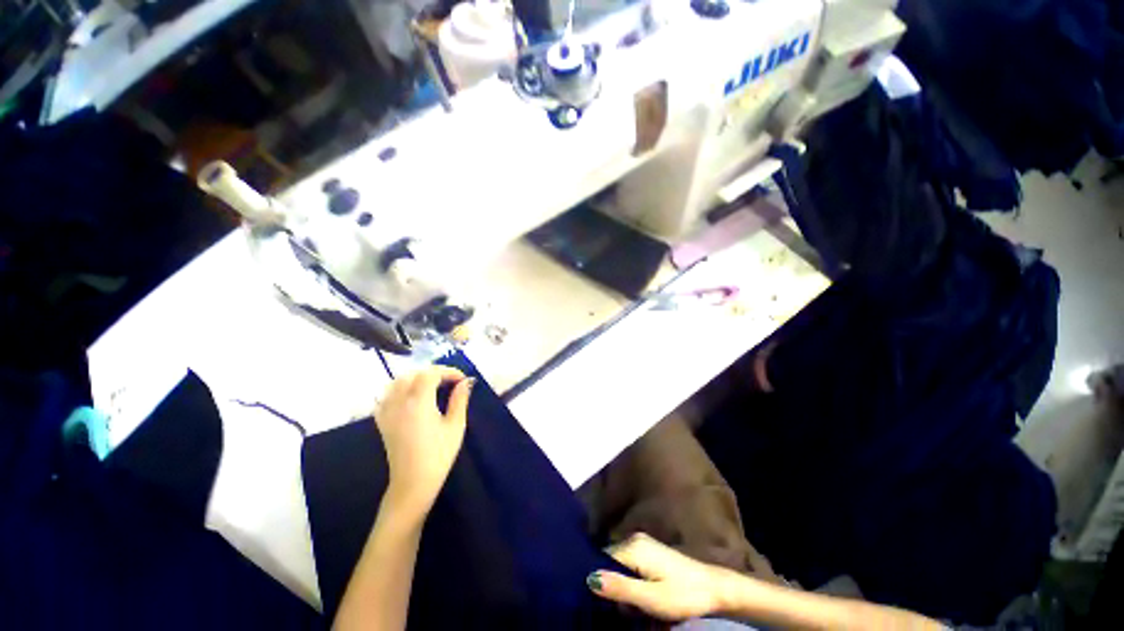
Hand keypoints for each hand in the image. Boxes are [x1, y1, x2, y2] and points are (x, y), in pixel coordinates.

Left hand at [374, 366, 474, 520]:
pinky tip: (411, 395)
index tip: (462, 379)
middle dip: (434, 372)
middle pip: (414, 374)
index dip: (449, 371)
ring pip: (398, 381)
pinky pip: (387, 394)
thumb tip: (466, 382)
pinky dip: (400, 388)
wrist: (413, 483)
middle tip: (451, 381)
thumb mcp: (456, 425)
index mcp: (418, 402)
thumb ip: (460, 399)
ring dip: (417, 377)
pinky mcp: (382, 420)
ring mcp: (387, 410)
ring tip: (433, 385)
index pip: (431, 374)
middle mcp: (399, 401)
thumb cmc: (439, 455)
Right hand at [587, 533, 741, 621]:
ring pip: (619, 563)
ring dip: (619, 582)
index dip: (597, 579)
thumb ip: (621, 588)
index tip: (597, 601)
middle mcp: (635, 539)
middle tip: (616, 606)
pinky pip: (629, 563)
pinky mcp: (650, 551)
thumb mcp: (651, 598)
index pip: (602, 559)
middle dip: (610, 581)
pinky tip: (635, 594)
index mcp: (633, 546)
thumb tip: (590, 578)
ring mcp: (643, 543)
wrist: (714, 589)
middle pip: (610, 560)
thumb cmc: (683, 595)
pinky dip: (628, 578)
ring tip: (626, 603)